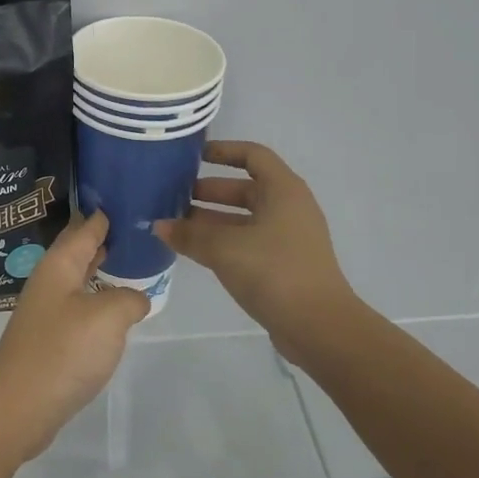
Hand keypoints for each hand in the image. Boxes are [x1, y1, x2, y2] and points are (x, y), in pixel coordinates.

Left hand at [0, 211, 149, 461]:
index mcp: (59, 265)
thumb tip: (136, 298)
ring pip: (78, 280)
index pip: (84, 229)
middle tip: (135, 229)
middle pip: (78, 252)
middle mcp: (50, 282)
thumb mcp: (108, 317)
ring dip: (100, 270)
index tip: (125, 198)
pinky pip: (78, 308)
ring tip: (128, 263)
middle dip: (103, 240)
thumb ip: (129, 298)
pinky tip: (113, 310)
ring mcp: (46, 312)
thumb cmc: (63, 351)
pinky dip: (97, 300)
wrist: (19, 405)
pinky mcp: (49, 339)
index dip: (104, 215)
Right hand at [154, 141, 361, 357]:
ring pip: (244, 218)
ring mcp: (288, 238)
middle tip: (173, 196)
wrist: (319, 327)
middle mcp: (288, 208)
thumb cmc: (274, 271)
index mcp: (283, 191)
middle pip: (245, 189)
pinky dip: (222, 242)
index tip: (193, 156)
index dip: (224, 150)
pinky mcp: (284, 265)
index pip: (253, 155)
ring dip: (211, 220)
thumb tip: (160, 226)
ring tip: (175, 225)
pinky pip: (248, 242)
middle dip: (209, 191)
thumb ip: (189, 234)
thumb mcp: (224, 248)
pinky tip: (194, 251)